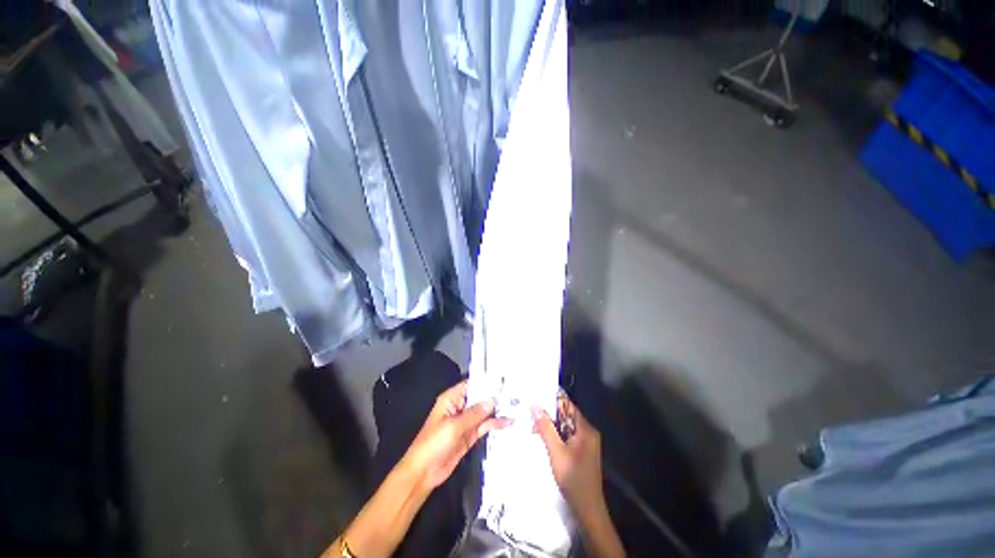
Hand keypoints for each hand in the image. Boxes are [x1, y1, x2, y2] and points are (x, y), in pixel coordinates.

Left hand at [402, 381, 512, 490]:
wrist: (424, 473)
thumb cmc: (433, 444)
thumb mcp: (454, 426)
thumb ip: (474, 414)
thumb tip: (492, 400)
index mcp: (451, 399)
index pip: (471, 385)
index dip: (485, 382)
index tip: (502, 380)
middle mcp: (460, 407)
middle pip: (480, 398)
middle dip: (494, 396)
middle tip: (514, 392)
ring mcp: (466, 422)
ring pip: (484, 412)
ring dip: (497, 410)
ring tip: (515, 406)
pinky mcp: (470, 435)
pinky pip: (484, 426)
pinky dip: (495, 424)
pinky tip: (507, 422)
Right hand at [532, 396, 604, 510]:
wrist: (587, 509)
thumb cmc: (573, 478)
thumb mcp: (556, 451)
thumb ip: (546, 428)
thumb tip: (535, 406)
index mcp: (586, 429)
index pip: (569, 406)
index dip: (554, 400)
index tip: (537, 396)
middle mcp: (587, 433)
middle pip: (567, 416)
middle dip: (550, 413)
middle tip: (531, 410)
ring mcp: (585, 443)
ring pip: (566, 426)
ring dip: (551, 425)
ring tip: (533, 422)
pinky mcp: (581, 452)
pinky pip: (567, 436)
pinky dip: (556, 434)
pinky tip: (543, 436)